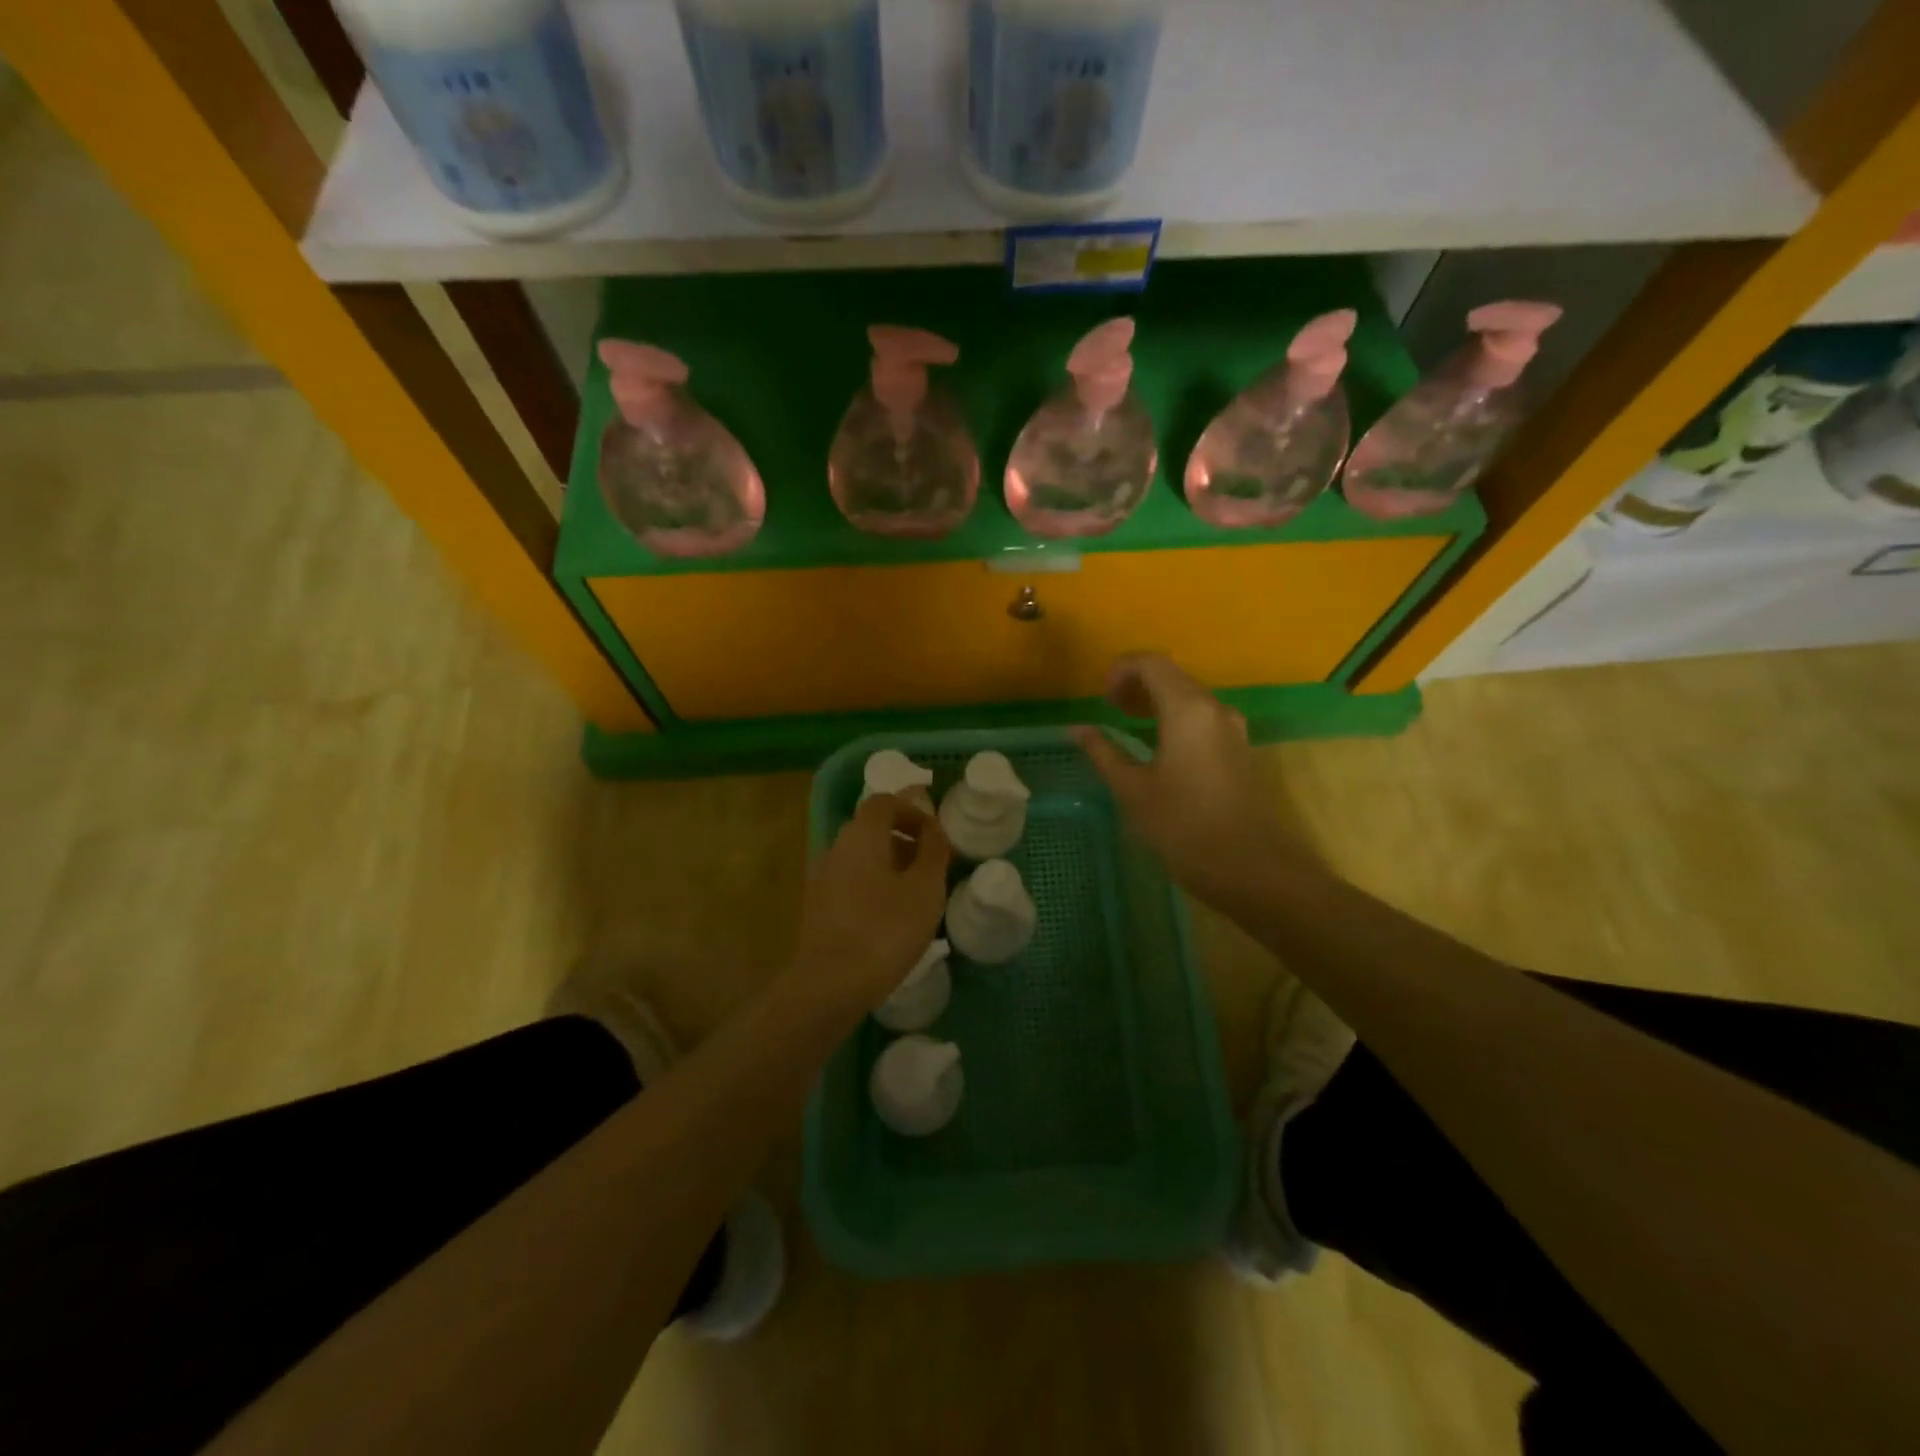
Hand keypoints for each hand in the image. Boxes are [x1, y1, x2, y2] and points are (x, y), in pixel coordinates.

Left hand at [792, 794, 951, 1010]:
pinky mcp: (817, 907)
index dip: (912, 811)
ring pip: (860, 857)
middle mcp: (835, 847)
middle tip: (931, 865)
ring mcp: (821, 878)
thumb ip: (933, 851)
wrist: (831, 984)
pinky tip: (890, 918)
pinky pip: (850, 882)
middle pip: (871, 828)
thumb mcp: (925, 888)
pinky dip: (872, 887)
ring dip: (889, 865)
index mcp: (861, 834)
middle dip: (903, 839)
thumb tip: (933, 828)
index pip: (884, 802)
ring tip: (915, 895)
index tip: (935, 836)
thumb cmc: (886, 928)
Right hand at [1072, 655, 1302, 909]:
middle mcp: (1215, 709)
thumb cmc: (1185, 827)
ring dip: (1156, 702)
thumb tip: (1077, 729)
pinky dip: (1175, 720)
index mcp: (1188, 710)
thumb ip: (1103, 753)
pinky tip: (1159, 750)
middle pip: (1173, 677)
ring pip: (1190, 698)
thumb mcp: (1133, 791)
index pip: (1152, 663)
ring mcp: (1234, 730)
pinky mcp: (1241, 751)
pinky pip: (1203, 719)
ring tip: (1129, 726)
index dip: (1120, 670)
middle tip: (1110, 710)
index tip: (1101, 699)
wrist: (1254, 869)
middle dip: (1137, 685)